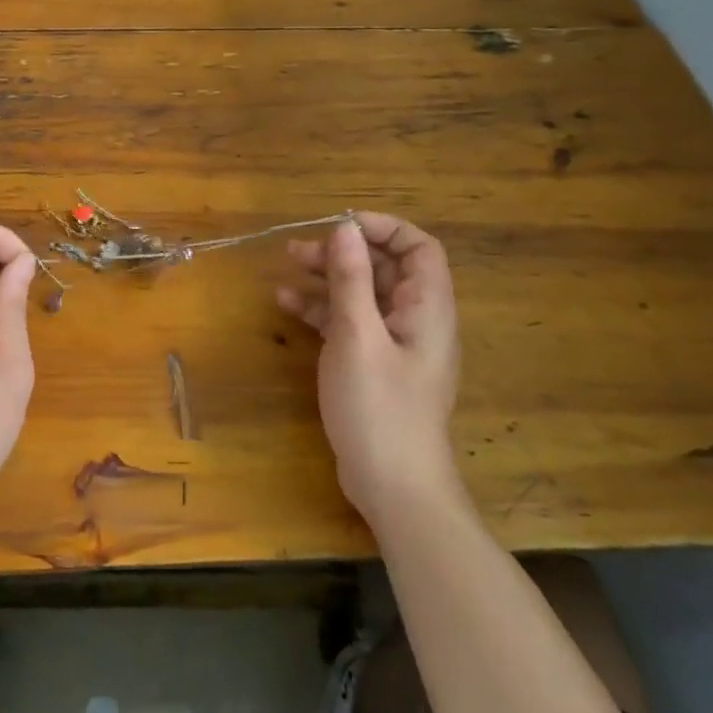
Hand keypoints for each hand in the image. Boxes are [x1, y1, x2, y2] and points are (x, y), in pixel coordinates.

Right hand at [276, 212, 461, 525]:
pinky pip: (351, 324)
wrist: (395, 488)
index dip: (383, 228)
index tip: (339, 225)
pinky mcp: (375, 366)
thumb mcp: (357, 336)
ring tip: (285, 268)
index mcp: (426, 307)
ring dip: (328, 278)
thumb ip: (351, 279)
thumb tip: (345, 228)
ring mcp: (395, 345)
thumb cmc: (379, 407)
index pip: (418, 247)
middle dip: (343, 253)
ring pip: (363, 295)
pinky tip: (288, 306)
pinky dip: (323, 311)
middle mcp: (416, 319)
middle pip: (384, 269)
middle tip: (298, 249)